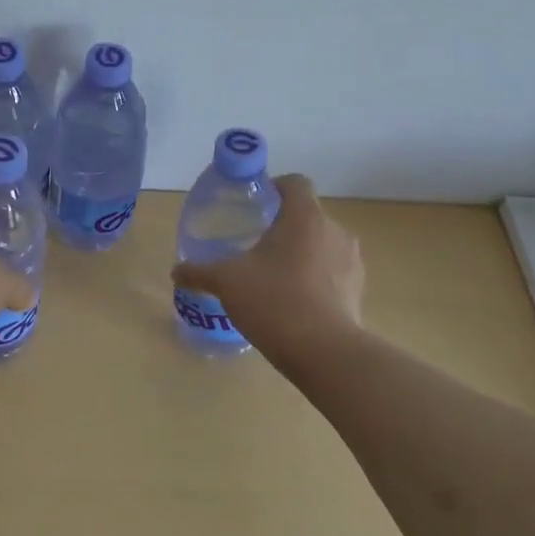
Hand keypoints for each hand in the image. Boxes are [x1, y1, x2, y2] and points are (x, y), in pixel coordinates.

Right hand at [171, 174, 365, 369]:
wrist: (325, 353)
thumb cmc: (274, 300)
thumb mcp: (227, 283)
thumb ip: (200, 272)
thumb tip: (176, 271)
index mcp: (304, 216)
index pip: (296, 183)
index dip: (276, 187)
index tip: (256, 204)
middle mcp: (334, 230)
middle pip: (308, 215)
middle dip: (284, 226)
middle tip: (257, 245)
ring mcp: (352, 261)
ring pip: (322, 244)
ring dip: (303, 253)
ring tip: (276, 276)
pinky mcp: (358, 290)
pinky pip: (334, 273)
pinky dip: (317, 279)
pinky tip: (295, 302)